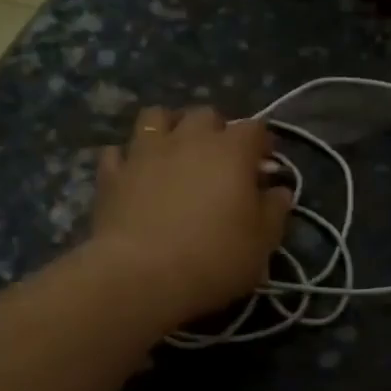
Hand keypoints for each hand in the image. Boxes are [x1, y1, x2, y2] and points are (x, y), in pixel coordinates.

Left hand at [91, 105, 291, 326]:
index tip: (265, 163)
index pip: (254, 128)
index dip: (263, 142)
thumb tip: (279, 192)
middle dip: (216, 130)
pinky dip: (128, 158)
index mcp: (231, 151)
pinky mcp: (111, 174)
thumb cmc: (215, 258)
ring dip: (169, 128)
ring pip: (154, 117)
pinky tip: (135, 175)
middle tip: (221, 159)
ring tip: (174, 152)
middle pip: (205, 114)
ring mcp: (144, 152)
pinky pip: (118, 152)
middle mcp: (188, 139)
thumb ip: (274, 211)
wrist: (142, 275)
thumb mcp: (262, 242)